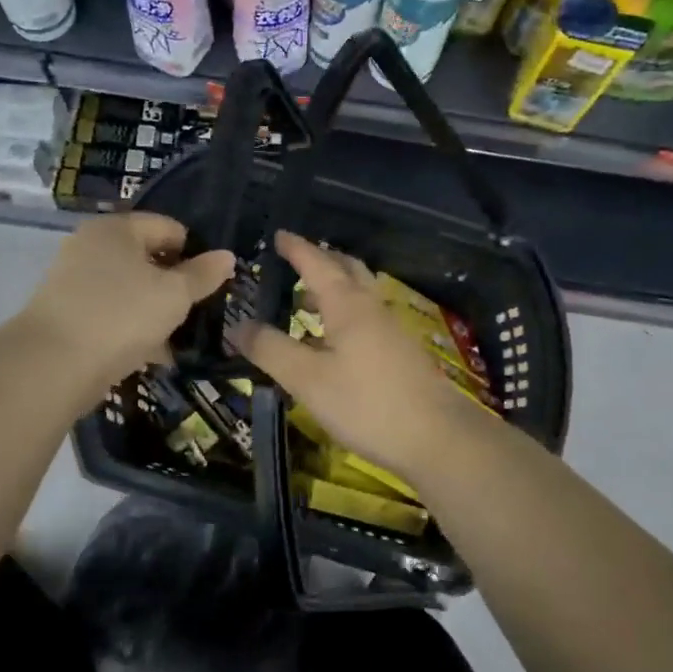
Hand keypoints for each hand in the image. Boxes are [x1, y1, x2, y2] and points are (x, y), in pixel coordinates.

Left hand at [19, 213, 234, 394]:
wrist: (52, 365)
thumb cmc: (121, 315)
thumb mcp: (174, 295)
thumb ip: (203, 274)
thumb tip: (226, 256)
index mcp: (117, 228)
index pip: (169, 227)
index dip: (195, 252)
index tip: (211, 284)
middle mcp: (91, 245)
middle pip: (147, 258)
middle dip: (175, 285)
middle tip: (198, 311)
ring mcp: (74, 279)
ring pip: (130, 288)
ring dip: (155, 310)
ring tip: (179, 337)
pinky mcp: (66, 313)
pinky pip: (111, 312)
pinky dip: (132, 327)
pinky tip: (153, 354)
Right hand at [233, 231, 482, 482]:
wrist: (436, 436)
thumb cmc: (366, 403)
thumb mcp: (307, 379)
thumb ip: (270, 350)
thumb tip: (236, 326)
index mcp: (347, 304)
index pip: (316, 262)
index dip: (295, 248)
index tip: (277, 235)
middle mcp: (371, 306)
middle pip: (346, 269)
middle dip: (320, 259)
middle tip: (294, 261)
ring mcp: (391, 328)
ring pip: (359, 292)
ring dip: (333, 286)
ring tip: (306, 300)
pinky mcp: (400, 350)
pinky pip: (366, 314)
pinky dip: (345, 310)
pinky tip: (333, 339)